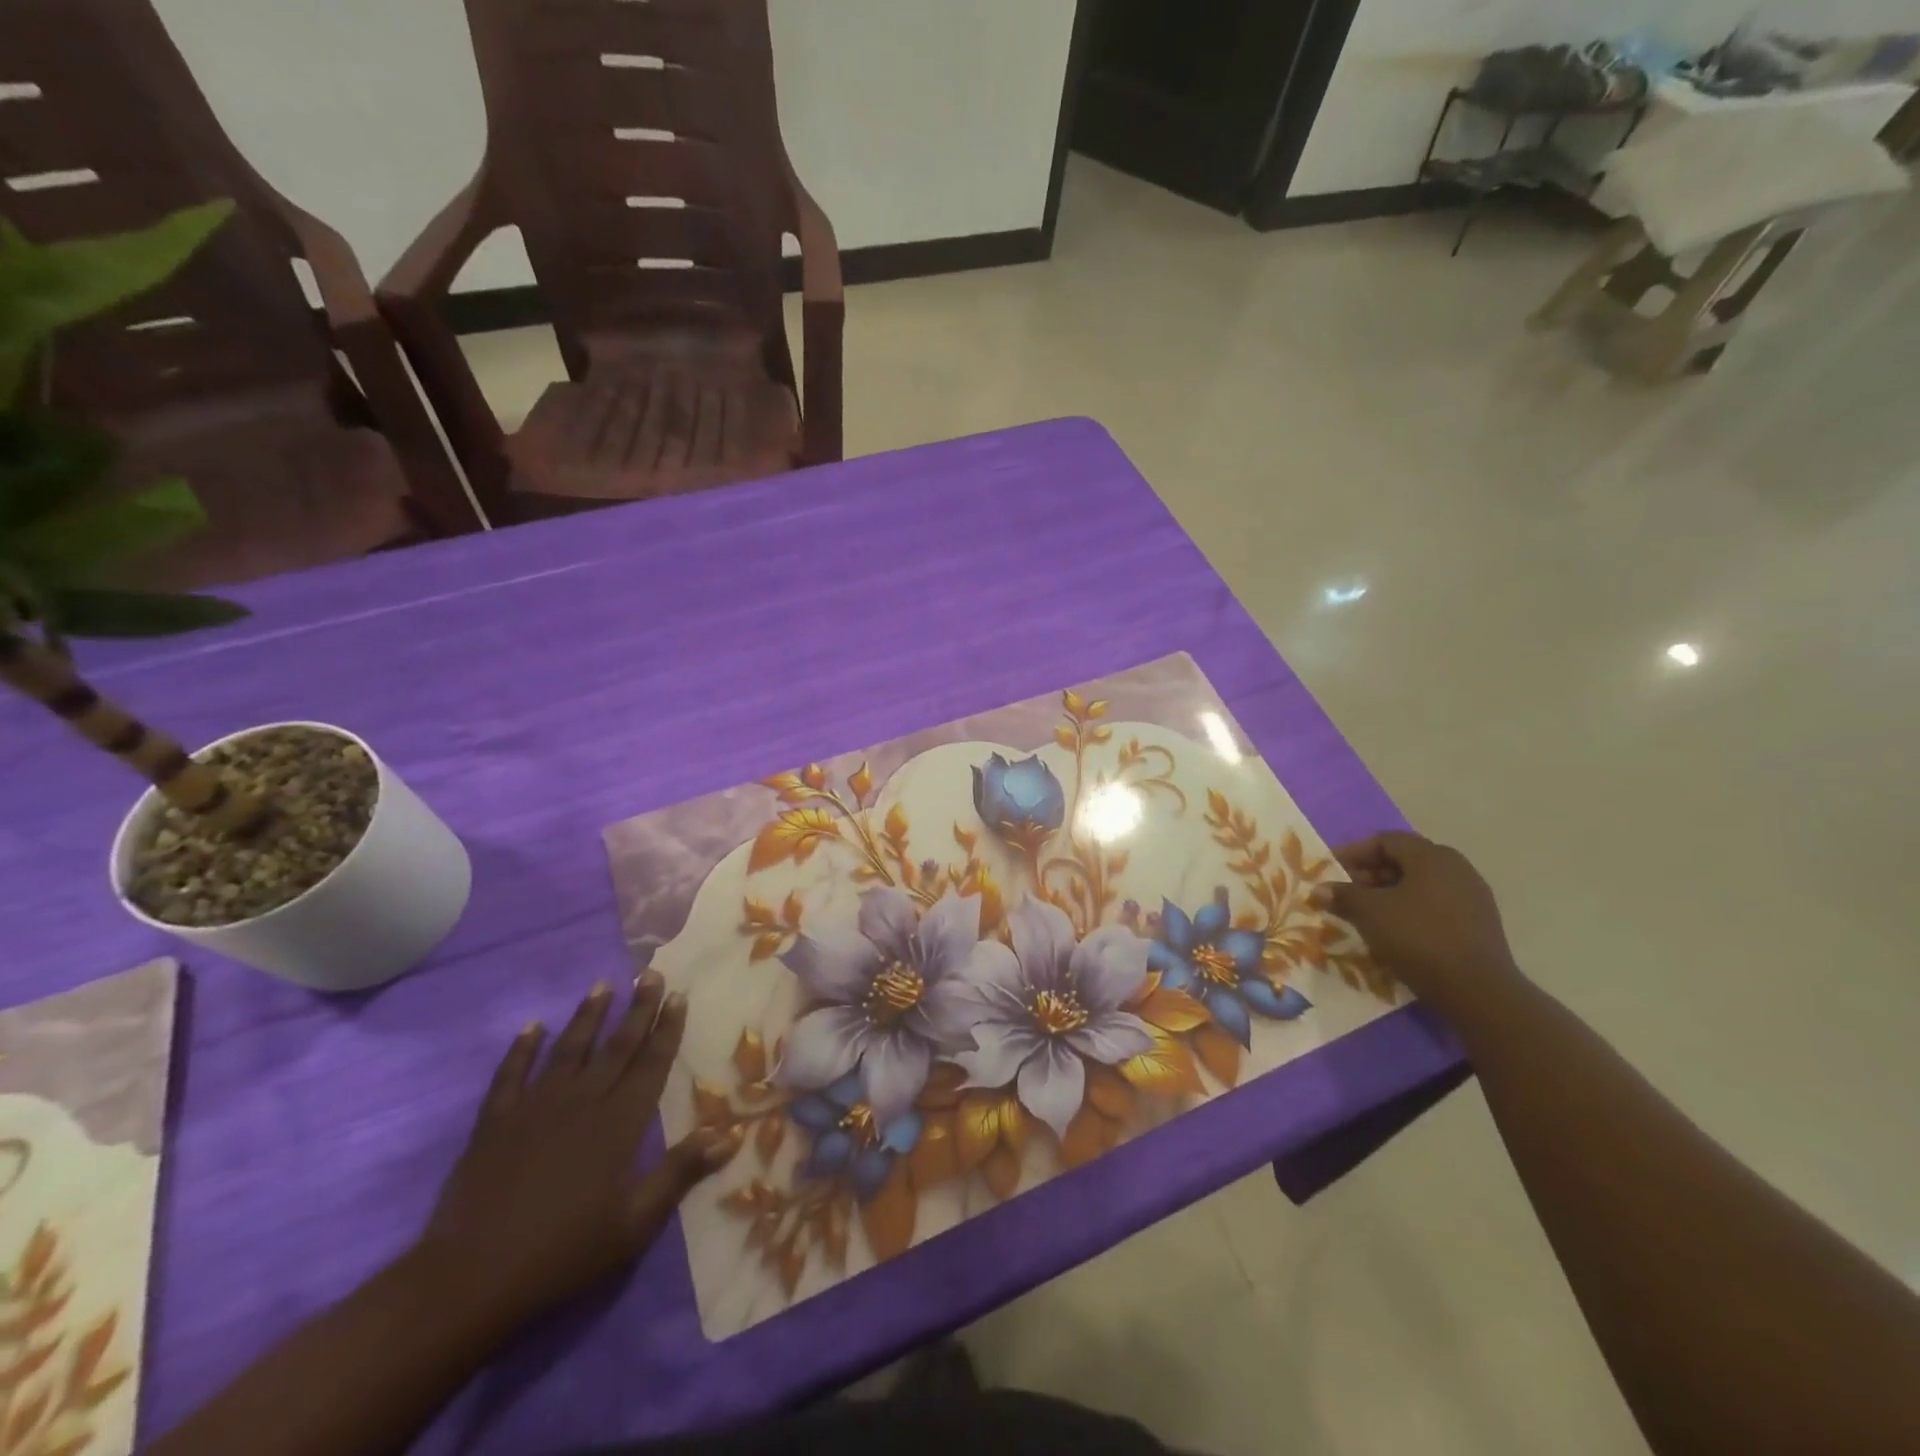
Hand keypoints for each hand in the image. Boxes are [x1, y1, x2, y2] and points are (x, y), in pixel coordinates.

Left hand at [419, 973, 726, 1326]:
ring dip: (587, 1016)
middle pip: (616, 1046)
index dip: (666, 1029)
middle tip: (649, 974)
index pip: (651, 1064)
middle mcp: (582, 1102)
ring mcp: (535, 1108)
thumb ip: (680, 1173)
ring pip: (569, 1049)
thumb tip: (729, 1134)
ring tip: (602, 985)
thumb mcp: (634, 1223)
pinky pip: (511, 1075)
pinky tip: (531, 1028)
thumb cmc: (564, 1252)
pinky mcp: (496, 1123)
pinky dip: (521, 1049)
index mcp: (619, 1122)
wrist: (471, 1278)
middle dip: (637, 1009)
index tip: (678, 995)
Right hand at [1318, 831, 1523, 1019]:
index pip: (1386, 840)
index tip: (1332, 870)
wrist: (1477, 990)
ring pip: (1421, 884)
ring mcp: (1472, 896)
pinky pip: (1436, 904)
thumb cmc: (1418, 938)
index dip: (1354, 852)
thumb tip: (1320, 889)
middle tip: (1347, 893)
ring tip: (1368, 914)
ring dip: (1390, 894)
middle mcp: (1456, 868)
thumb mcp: (1369, 913)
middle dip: (1371, 874)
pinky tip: (1395, 931)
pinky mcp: (1479, 923)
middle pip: (1405, 860)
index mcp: (1432, 856)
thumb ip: (1343, 895)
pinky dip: (1411, 910)